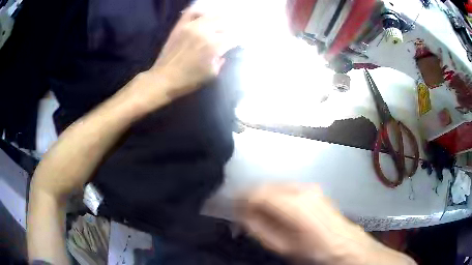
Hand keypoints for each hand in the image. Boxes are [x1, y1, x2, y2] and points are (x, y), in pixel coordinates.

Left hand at [147, 8, 236, 99]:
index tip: (240, 42)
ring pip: (212, 14)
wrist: (164, 78)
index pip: (234, 37)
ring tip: (224, 19)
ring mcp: (191, 26)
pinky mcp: (180, 25)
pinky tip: (205, 14)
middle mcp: (205, 31)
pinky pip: (192, 12)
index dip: (239, 39)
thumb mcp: (212, 74)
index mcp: (214, 45)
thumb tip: (225, 52)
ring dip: (221, 17)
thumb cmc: (189, 80)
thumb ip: (221, 61)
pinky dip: (200, 11)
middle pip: (225, 22)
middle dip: (233, 26)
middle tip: (234, 31)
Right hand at [238, 184, 416, 264]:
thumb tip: (241, 214)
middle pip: (266, 186)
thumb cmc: (312, 251)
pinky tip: (275, 210)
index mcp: (293, 204)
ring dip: (263, 197)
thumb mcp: (281, 246)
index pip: (257, 193)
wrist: (343, 245)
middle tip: (242, 212)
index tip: (232, 208)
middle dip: (250, 197)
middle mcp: (301, 189)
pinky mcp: (314, 190)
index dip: (241, 199)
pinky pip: (287, 189)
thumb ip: (258, 228)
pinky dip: (275, 196)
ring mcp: (309, 187)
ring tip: (257, 212)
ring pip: (276, 186)